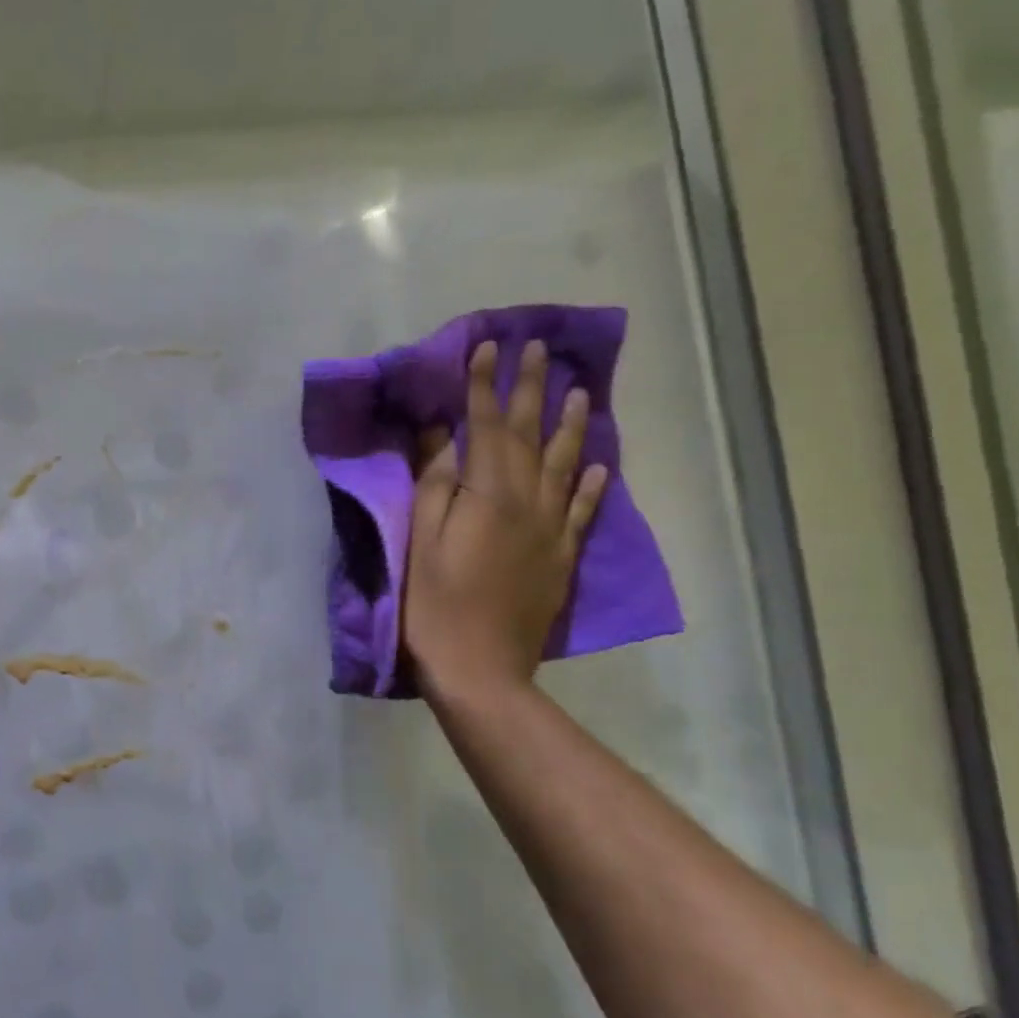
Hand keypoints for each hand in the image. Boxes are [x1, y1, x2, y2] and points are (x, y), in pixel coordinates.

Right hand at [403, 340, 607, 696]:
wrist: (481, 669)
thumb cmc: (434, 606)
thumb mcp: (420, 541)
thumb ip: (434, 484)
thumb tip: (440, 434)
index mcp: (488, 495)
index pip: (486, 427)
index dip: (484, 386)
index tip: (486, 347)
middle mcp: (528, 502)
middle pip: (532, 436)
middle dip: (533, 389)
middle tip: (539, 349)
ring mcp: (551, 531)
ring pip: (566, 466)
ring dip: (572, 425)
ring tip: (581, 391)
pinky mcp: (561, 558)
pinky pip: (582, 512)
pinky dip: (592, 485)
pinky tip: (598, 465)